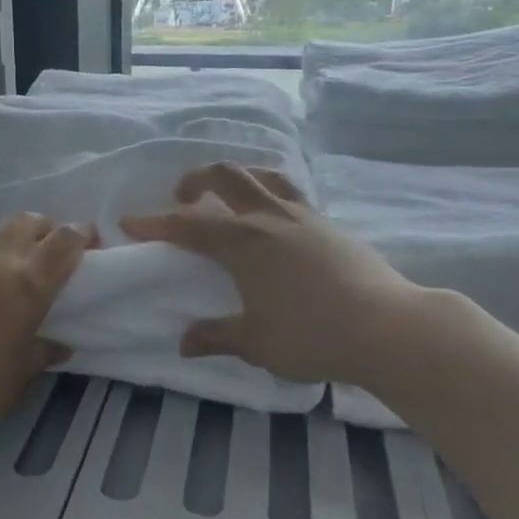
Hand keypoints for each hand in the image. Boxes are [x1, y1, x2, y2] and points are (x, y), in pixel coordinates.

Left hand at [0, 213, 92, 448]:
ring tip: (10, 271)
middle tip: (50, 252)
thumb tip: (60, 346)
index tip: (90, 243)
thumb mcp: (19, 374)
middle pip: (28, 221)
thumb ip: (42, 353)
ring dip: (10, 243)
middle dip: (45, 229)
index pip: (64, 240)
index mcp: (29, 282)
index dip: (81, 235)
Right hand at [122, 163, 430, 386]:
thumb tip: (184, 342)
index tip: (130, 222)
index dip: (155, 223)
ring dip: (237, 177)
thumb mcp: (257, 343)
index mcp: (242, 242)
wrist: (387, 327)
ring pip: (263, 175)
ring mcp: (304, 216)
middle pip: (226, 176)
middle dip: (196, 179)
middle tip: (182, 198)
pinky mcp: (329, 225)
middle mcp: (269, 218)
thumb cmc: (312, 335)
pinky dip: (269, 193)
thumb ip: (217, 336)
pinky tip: (273, 219)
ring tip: (227, 196)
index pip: (188, 224)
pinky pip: (290, 193)